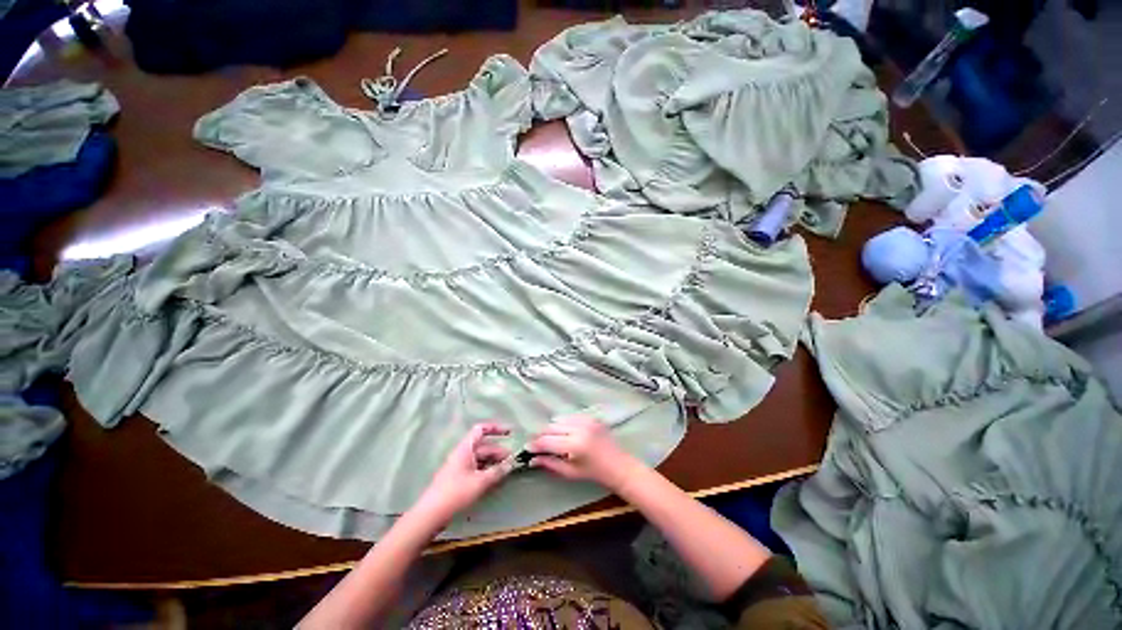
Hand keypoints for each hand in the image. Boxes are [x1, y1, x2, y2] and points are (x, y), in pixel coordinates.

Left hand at [415, 423, 513, 522]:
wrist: (431, 514)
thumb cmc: (456, 493)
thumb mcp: (480, 482)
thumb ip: (497, 471)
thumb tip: (510, 464)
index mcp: (466, 448)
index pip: (481, 430)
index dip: (496, 428)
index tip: (510, 432)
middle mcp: (463, 454)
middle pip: (484, 446)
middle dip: (499, 451)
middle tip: (513, 460)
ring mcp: (460, 466)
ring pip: (481, 458)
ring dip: (494, 462)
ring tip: (506, 471)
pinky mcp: (459, 479)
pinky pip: (477, 469)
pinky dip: (487, 471)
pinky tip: (495, 479)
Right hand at [527, 416, 638, 491]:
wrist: (618, 465)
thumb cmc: (594, 473)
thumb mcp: (570, 472)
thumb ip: (550, 463)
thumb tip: (532, 459)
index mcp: (575, 444)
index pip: (548, 441)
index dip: (535, 445)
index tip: (527, 449)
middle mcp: (579, 428)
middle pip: (551, 426)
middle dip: (542, 435)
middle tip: (538, 445)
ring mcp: (586, 420)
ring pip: (559, 419)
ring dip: (552, 429)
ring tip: (552, 440)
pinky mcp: (590, 416)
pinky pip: (570, 416)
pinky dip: (564, 424)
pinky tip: (565, 434)